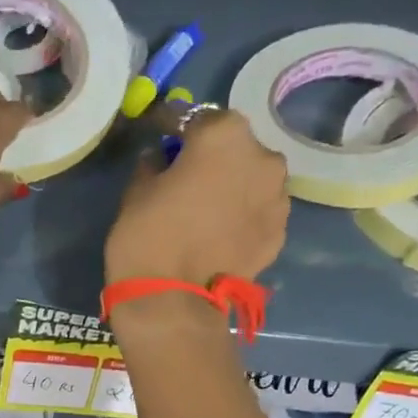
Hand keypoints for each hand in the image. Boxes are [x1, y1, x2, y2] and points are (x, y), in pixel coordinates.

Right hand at [106, 107, 288, 287]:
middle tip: (187, 176)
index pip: (197, 118)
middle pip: (235, 147)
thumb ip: (155, 165)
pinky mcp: (280, 232)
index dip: (175, 127)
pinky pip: (258, 212)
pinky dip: (242, 215)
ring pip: (252, 179)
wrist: (172, 299)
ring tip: (207, 208)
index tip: (161, 136)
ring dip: (233, 185)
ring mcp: (277, 196)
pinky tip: (221, 232)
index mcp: (224, 135)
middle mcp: (262, 157)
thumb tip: (162, 159)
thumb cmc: (147, 235)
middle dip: (212, 156)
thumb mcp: (137, 190)